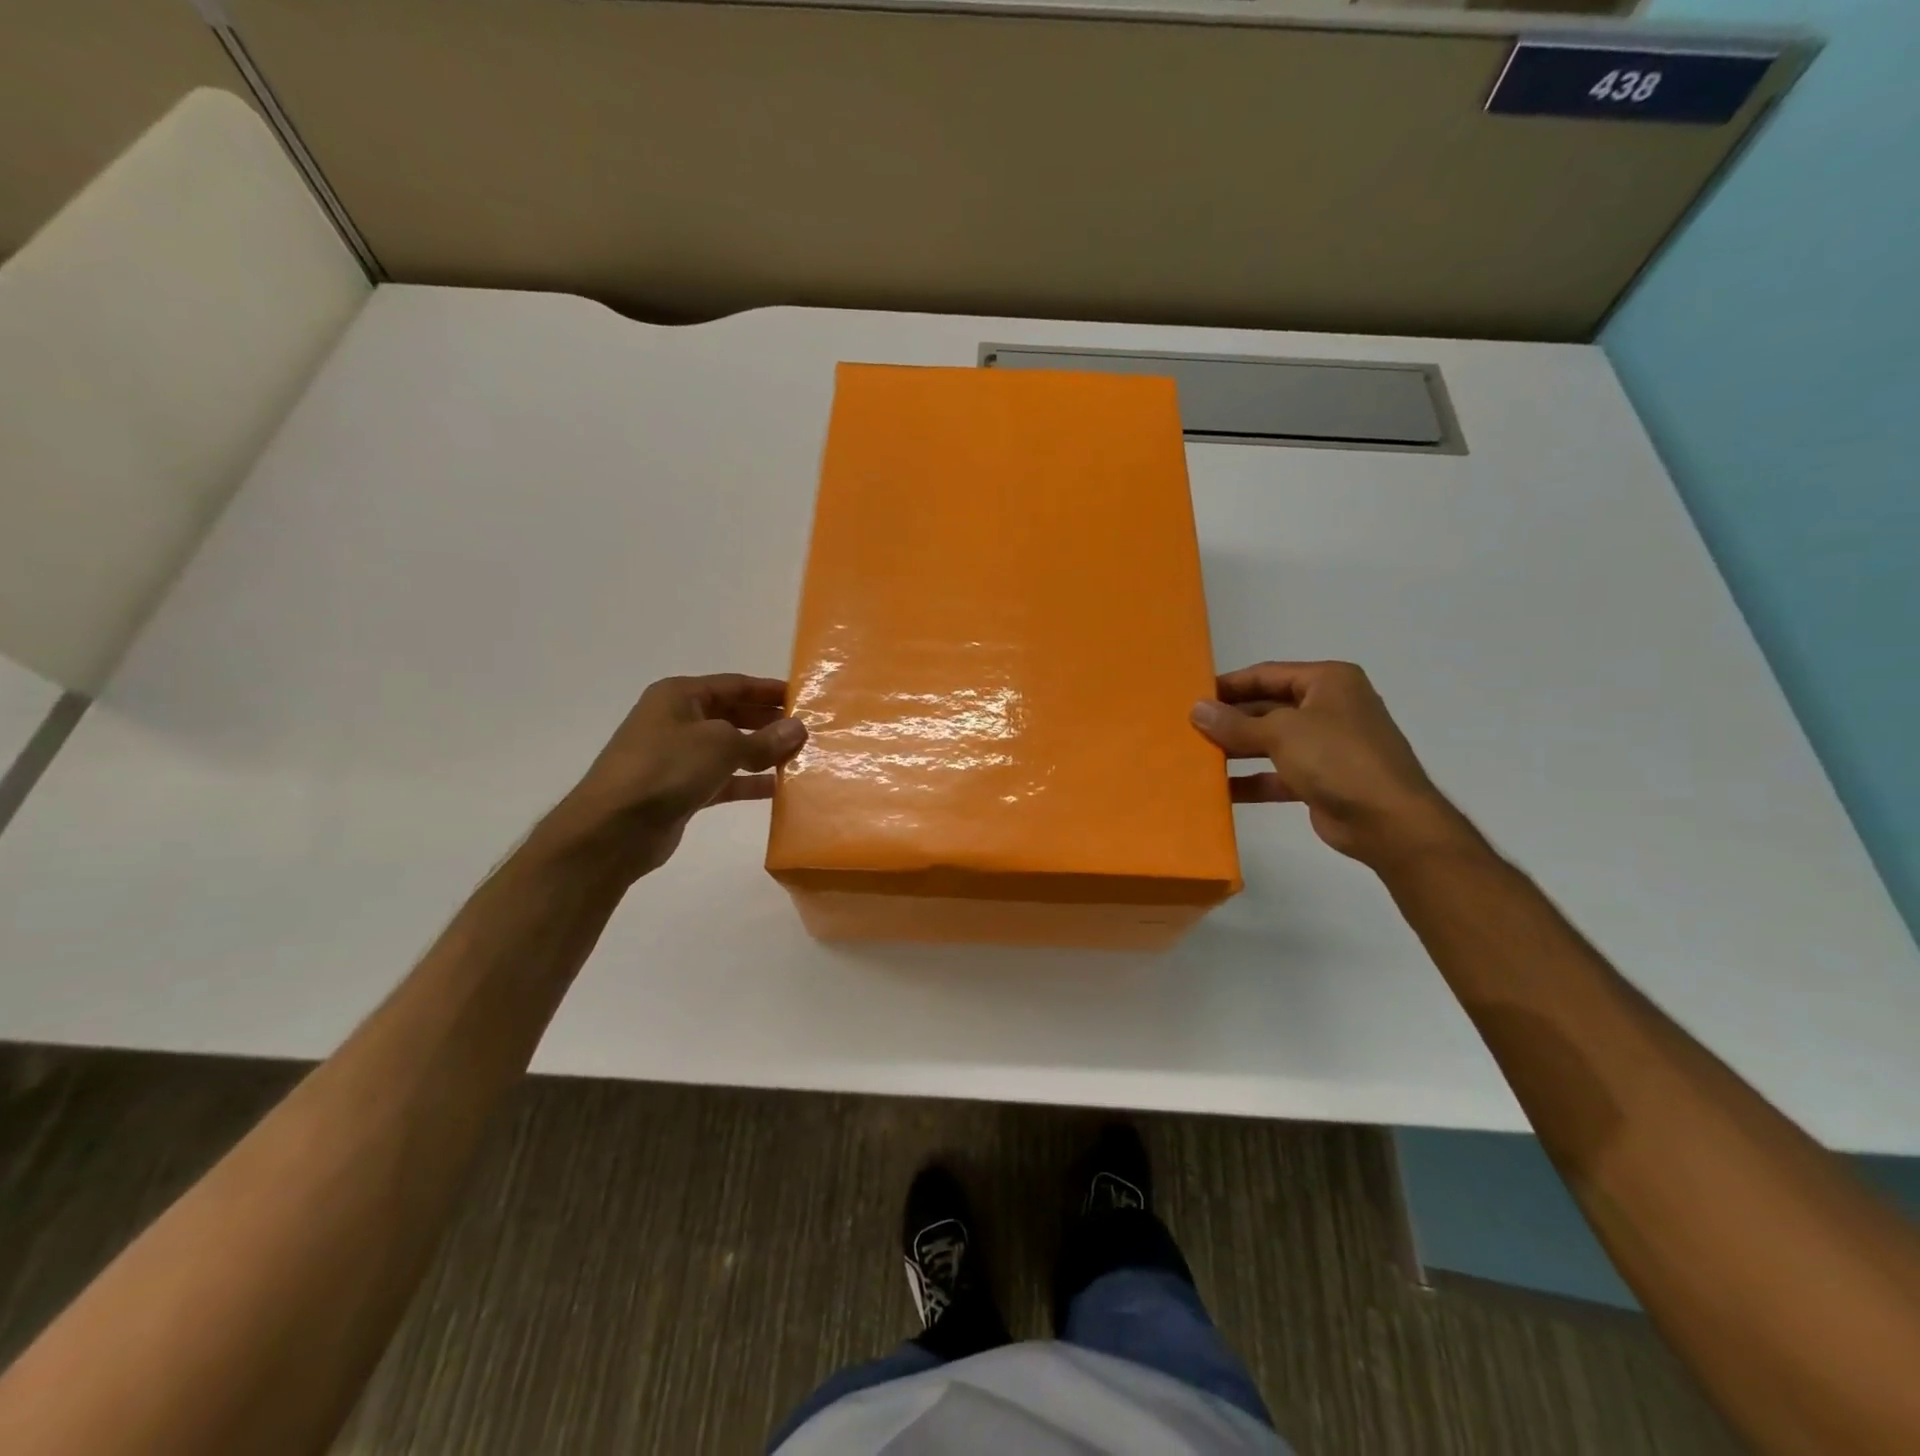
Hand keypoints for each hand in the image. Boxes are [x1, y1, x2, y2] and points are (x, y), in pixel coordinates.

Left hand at [535, 674, 807, 880]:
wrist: (614, 828)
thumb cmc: (666, 769)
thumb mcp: (721, 745)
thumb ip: (764, 739)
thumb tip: (799, 728)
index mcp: (680, 696)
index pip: (735, 685)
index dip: (770, 691)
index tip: (805, 699)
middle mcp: (677, 720)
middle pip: (733, 714)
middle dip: (769, 722)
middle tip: (809, 731)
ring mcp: (677, 756)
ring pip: (730, 748)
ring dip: (762, 753)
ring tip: (801, 759)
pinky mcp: (681, 789)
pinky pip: (723, 779)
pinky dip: (748, 781)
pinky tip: (778, 788)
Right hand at [1190, 661, 1469, 868]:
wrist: (1389, 821)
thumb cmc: (1337, 758)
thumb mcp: (1281, 733)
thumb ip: (1235, 723)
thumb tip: (1196, 709)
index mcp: (1327, 682)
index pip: (1267, 674)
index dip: (1229, 685)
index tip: (1192, 696)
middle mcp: (1328, 708)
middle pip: (1267, 707)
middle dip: (1230, 719)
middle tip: (1188, 728)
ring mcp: (1326, 746)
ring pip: (1270, 742)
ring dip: (1236, 750)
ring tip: (1196, 756)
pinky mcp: (1321, 780)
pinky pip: (1277, 774)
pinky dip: (1251, 780)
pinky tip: (1219, 790)